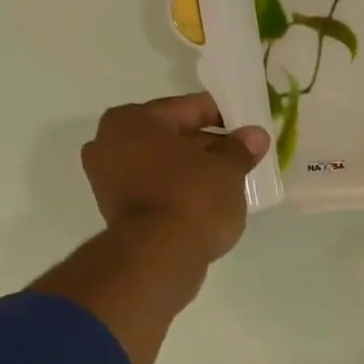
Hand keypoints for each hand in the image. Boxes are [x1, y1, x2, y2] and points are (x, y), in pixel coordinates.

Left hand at [81, 93, 269, 262]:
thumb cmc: (192, 199)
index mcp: (134, 119)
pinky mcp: (115, 210)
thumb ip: (240, 149)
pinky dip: (177, 192)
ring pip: (161, 165)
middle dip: (205, 146)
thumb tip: (255, 135)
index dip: (221, 115)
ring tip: (225, 183)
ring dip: (191, 171)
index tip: (244, 125)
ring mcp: (107, 178)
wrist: (159, 255)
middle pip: (170, 137)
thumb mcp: (227, 170)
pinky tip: (204, 203)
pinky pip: (154, 190)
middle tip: (238, 157)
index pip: (187, 109)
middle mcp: (110, 140)